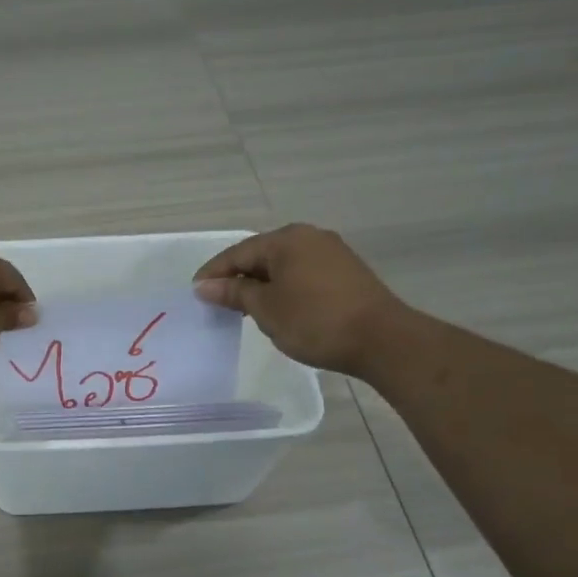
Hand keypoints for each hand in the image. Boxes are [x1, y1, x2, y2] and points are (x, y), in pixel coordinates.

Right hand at [192, 224, 403, 374]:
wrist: (381, 339)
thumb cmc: (314, 321)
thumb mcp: (266, 308)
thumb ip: (234, 293)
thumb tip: (205, 285)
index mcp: (286, 239)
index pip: (238, 253)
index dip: (214, 273)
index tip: (196, 293)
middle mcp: (309, 237)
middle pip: (261, 255)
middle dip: (237, 278)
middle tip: (217, 303)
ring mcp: (331, 253)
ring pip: (283, 265)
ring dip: (261, 284)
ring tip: (244, 309)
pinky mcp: (346, 272)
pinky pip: (302, 274)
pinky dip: (284, 288)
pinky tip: (278, 308)